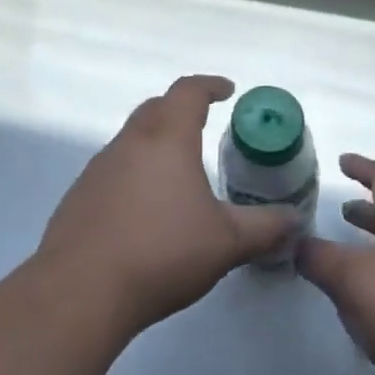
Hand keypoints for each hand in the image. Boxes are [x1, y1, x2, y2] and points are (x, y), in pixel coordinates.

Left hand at [37, 76, 297, 336]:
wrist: (82, 289)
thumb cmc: (162, 252)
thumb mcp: (226, 242)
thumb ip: (265, 228)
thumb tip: (296, 219)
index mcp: (167, 139)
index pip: (188, 92)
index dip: (209, 85)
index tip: (227, 90)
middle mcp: (130, 142)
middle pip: (156, 108)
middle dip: (181, 109)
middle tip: (203, 124)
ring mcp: (99, 167)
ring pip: (132, 138)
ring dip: (156, 142)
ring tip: (177, 172)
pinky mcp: (79, 195)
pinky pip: (113, 169)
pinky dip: (134, 172)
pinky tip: (143, 210)